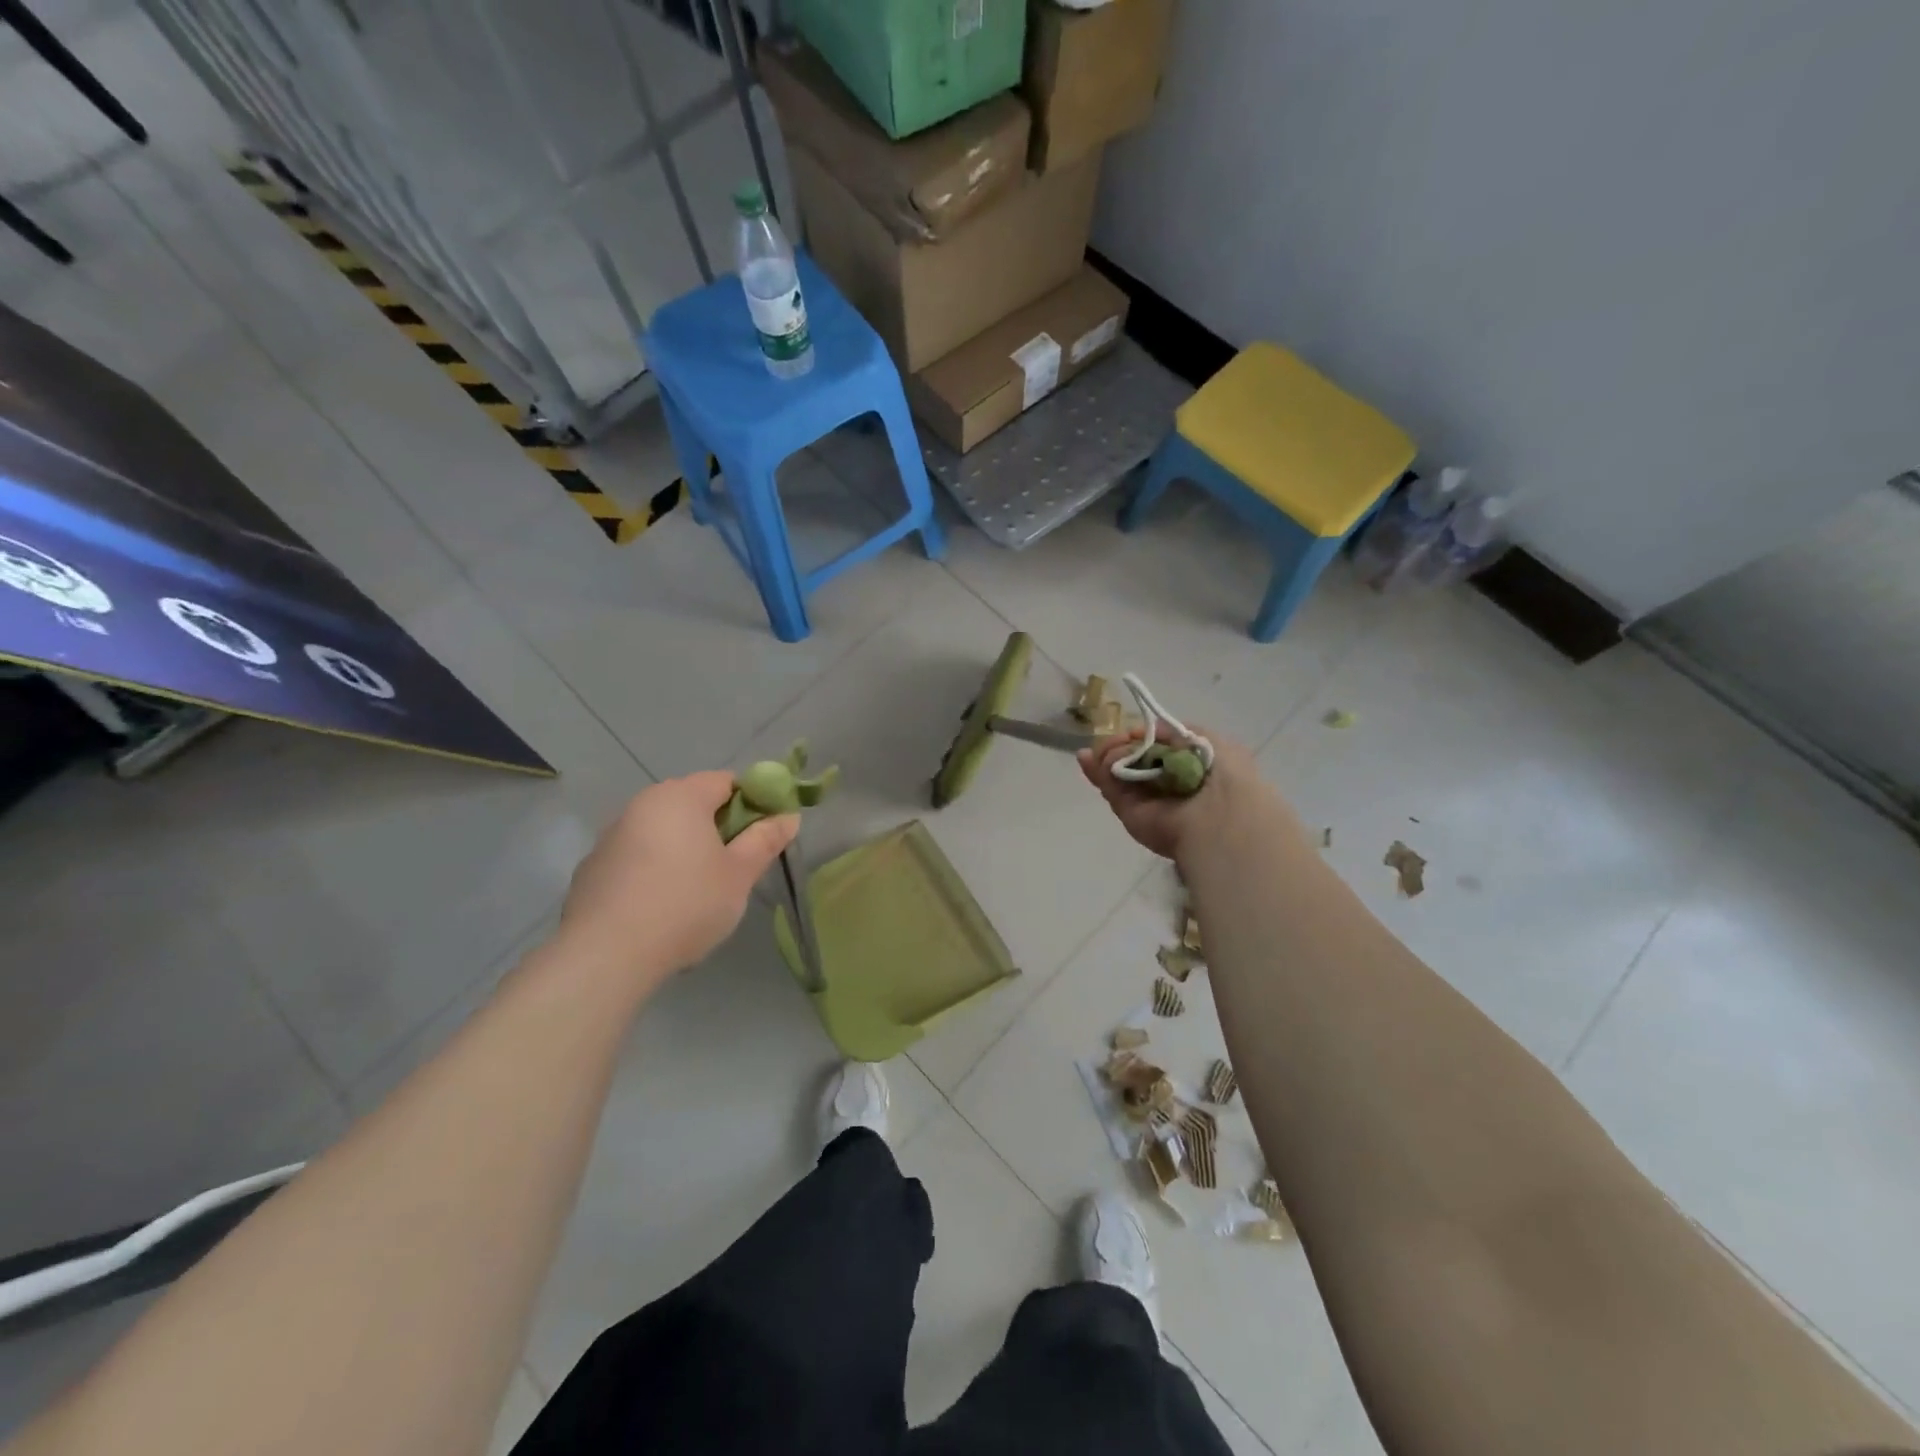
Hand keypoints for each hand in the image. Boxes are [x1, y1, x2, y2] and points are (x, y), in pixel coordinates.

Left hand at [557, 771, 797, 991]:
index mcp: (681, 796)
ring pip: (663, 831)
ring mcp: (611, 836)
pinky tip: (662, 906)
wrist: (606, 955)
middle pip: (692, 804)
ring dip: (685, 849)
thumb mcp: (740, 874)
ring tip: (699, 891)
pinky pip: (637, 857)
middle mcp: (642, 804)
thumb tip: (789, 817)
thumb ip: (765, 840)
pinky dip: (655, 870)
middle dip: (719, 828)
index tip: (764, 835)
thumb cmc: (686, 904)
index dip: (753, 803)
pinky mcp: (592, 869)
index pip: (727, 781)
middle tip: (737, 865)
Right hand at [1077, 728, 1253, 860]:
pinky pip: (1109, 787)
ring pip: (1116, 770)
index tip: (1133, 731)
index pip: (1155, 746)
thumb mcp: (1207, 740)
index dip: (1141, 735)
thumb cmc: (1221, 774)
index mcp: (1186, 765)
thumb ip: (1173, 731)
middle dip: (1118, 744)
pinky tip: (1089, 757)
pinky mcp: (1128, 812)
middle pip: (1132, 757)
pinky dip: (1097, 771)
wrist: (1216, 817)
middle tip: (1116, 740)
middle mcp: (1164, 782)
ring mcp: (1144, 798)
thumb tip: (1140, 733)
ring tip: (1108, 751)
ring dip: (1107, 754)